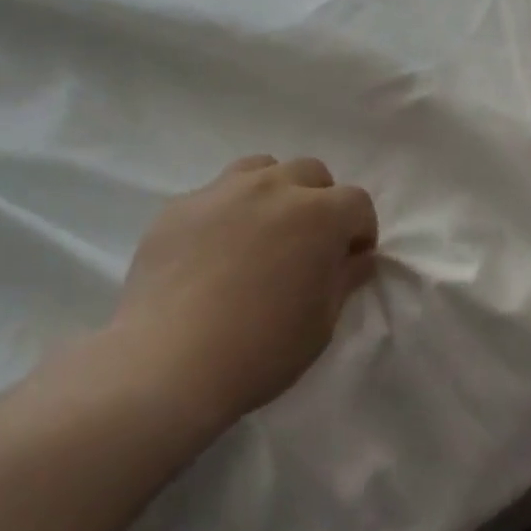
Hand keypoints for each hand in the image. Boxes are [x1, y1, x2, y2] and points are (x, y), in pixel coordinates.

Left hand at [110, 156, 379, 428]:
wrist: (169, 362)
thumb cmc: (260, 349)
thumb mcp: (321, 324)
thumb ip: (344, 279)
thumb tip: (356, 257)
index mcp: (318, 214)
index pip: (357, 202)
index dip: (360, 230)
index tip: (349, 260)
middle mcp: (273, 187)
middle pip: (310, 172)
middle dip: (320, 201)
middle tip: (306, 243)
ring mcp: (221, 191)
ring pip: (261, 169)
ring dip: (273, 192)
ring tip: (261, 232)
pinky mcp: (179, 206)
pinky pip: (214, 194)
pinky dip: (226, 212)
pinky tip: (211, 251)